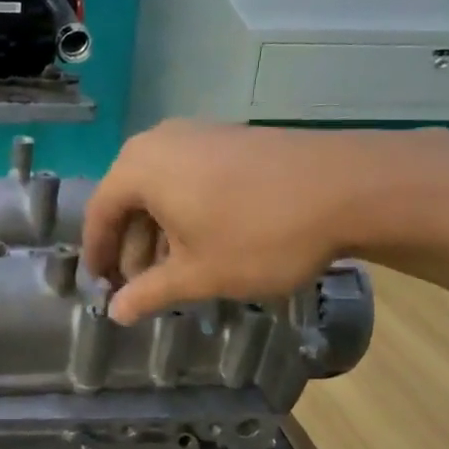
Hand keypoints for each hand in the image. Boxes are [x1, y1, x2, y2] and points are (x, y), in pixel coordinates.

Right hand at [83, 121, 431, 323]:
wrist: (351, 187)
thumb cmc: (259, 234)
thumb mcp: (198, 274)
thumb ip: (148, 293)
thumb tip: (115, 313)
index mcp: (139, 168)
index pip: (99, 213)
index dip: (97, 254)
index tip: (99, 286)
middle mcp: (160, 142)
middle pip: (128, 199)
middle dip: (131, 247)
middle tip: (139, 287)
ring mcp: (199, 135)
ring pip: (161, 189)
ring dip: (159, 233)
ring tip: (174, 273)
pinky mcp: (231, 139)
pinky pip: (189, 177)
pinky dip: (185, 212)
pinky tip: (206, 243)